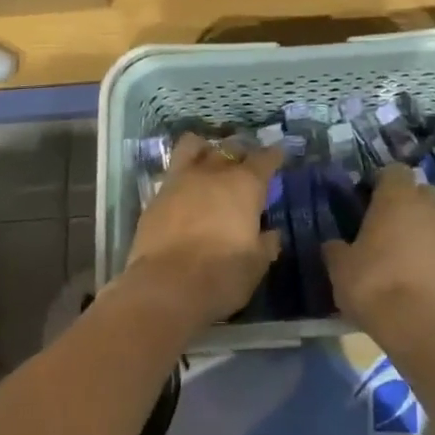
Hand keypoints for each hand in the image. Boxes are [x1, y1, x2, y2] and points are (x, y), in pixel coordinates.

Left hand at [122, 135, 282, 331]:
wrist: (166, 287)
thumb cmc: (222, 275)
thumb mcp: (256, 264)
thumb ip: (266, 244)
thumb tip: (270, 234)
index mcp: (244, 185)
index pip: (265, 159)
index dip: (273, 156)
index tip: (278, 156)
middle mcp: (213, 173)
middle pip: (230, 148)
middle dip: (241, 153)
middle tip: (246, 166)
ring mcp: (180, 180)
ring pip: (193, 146)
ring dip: (205, 150)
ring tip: (210, 161)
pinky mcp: (156, 196)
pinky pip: (173, 173)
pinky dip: (183, 176)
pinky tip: (186, 191)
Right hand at [325, 164, 434, 340]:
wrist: (418, 324)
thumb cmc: (373, 284)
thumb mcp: (339, 266)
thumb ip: (336, 248)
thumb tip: (334, 244)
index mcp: (396, 197)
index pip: (393, 170)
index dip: (380, 181)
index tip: (366, 198)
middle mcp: (427, 205)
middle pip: (418, 189)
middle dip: (404, 200)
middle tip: (384, 221)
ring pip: (434, 214)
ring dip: (420, 223)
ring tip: (401, 246)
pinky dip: (432, 246)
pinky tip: (416, 267)